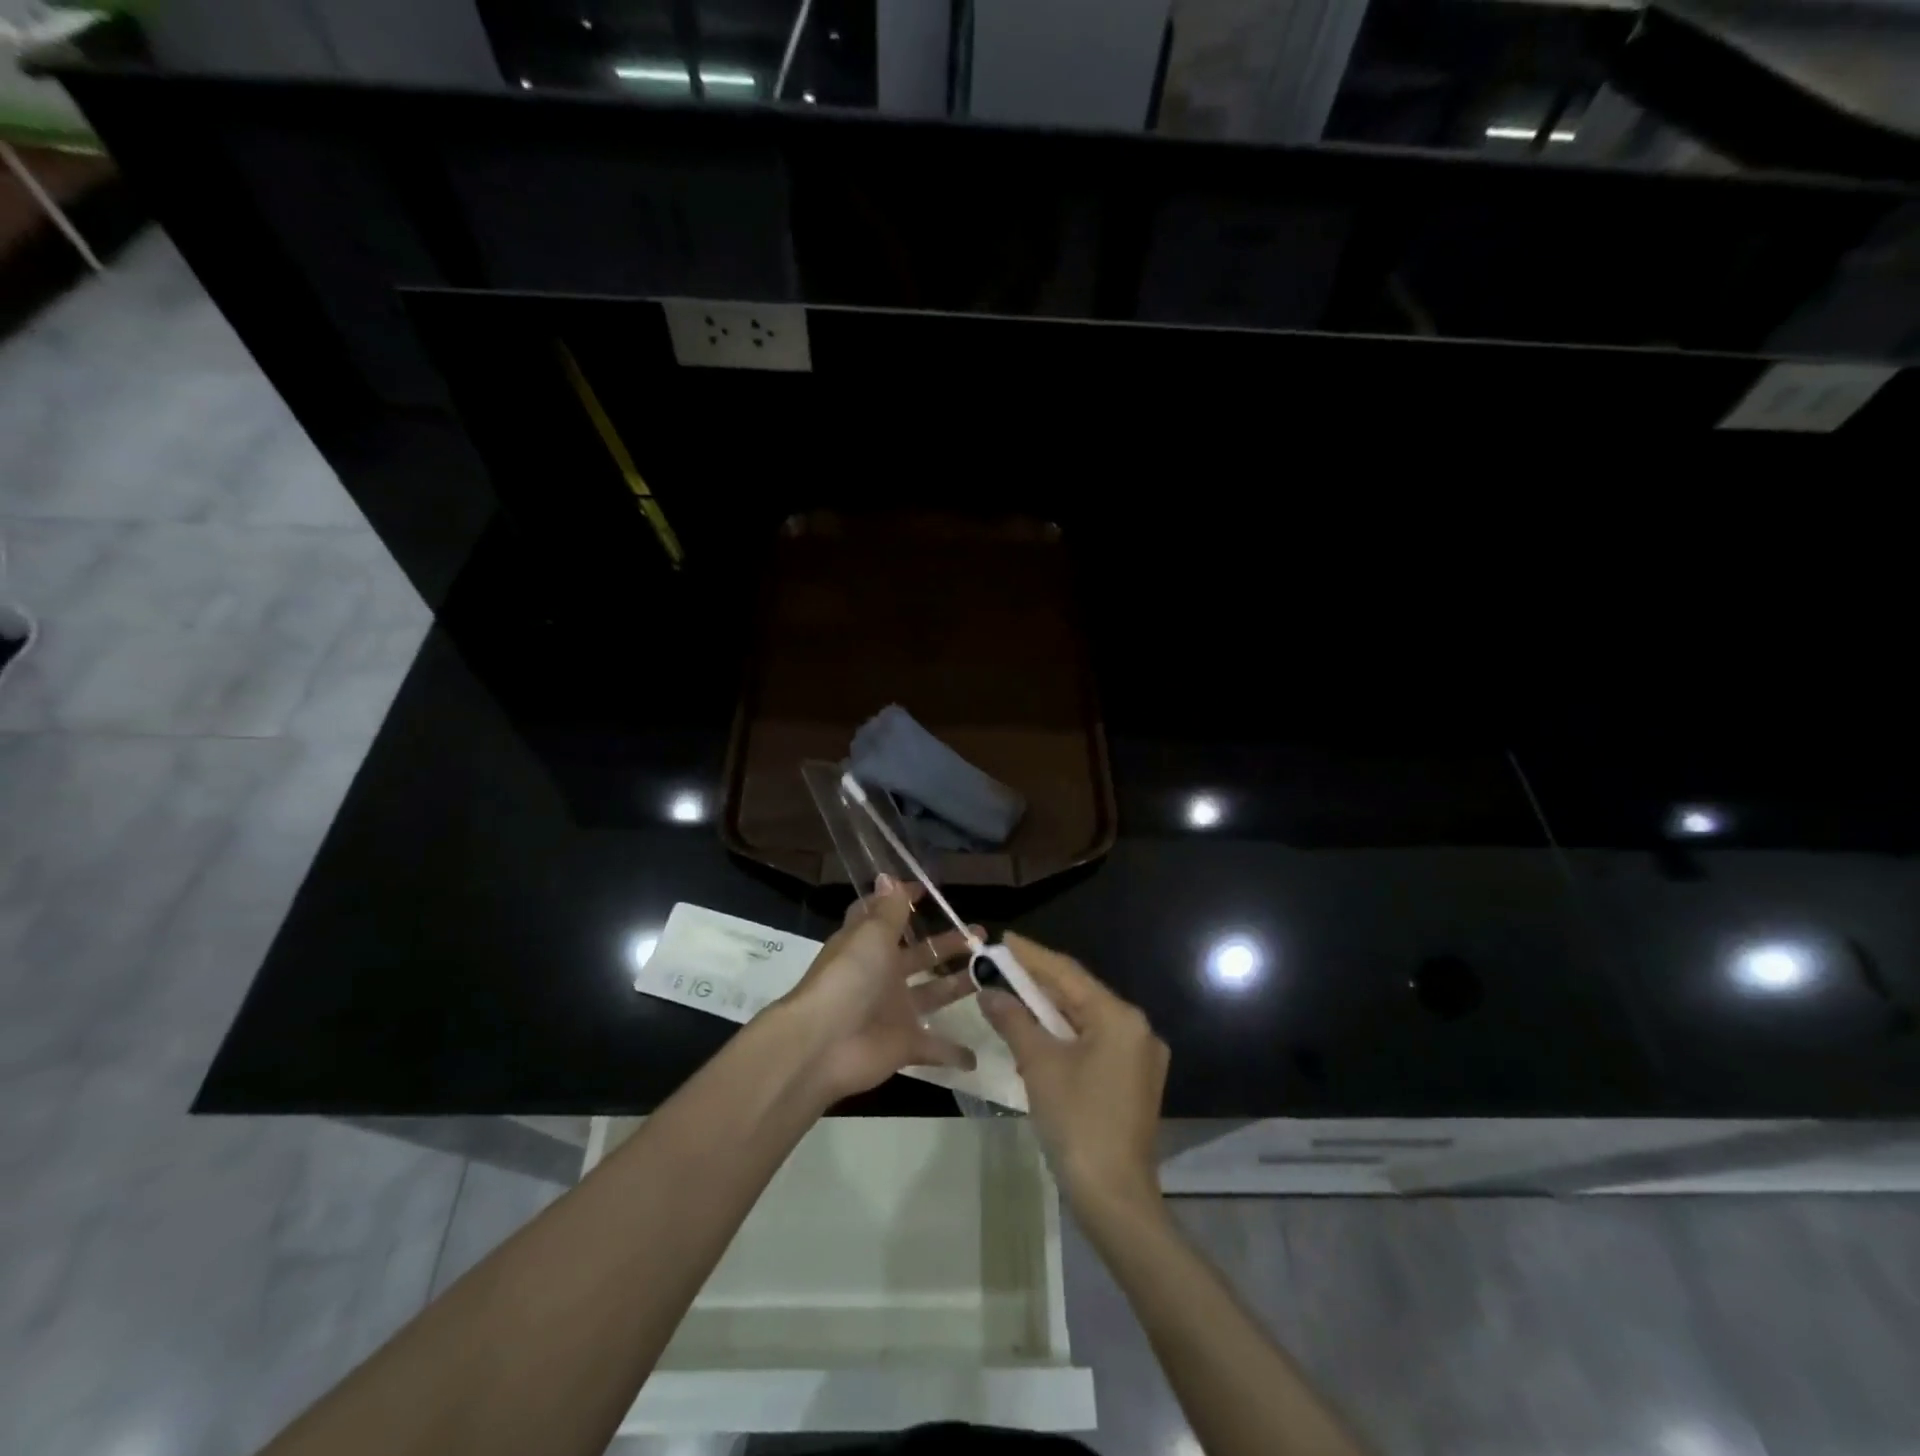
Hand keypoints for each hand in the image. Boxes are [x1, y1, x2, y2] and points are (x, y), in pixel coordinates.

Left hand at [775, 877, 979, 1103]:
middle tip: (980, 935)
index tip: (927, 891)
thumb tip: (887, 875)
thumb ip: (888, 910)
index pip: (884, 917)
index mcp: (869, 945)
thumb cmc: (849, 978)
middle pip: (919, 955)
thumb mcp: (871, 935)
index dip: (902, 903)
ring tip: (990, 974)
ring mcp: (893, 1011)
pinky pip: (934, 1048)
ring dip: (958, 986)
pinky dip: (953, 1052)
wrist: (824, 1044)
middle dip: (948, 945)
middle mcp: (881, 975)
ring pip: (932, 994)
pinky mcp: (904, 1045)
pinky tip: (977, 1054)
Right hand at [978, 932, 1168, 1217]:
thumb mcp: (1039, 1065)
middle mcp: (1137, 1029)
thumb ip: (1014, 1020)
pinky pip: (1094, 1044)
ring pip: (1086, 1020)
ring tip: (1012, 996)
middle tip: (1001, 967)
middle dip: (1038, 983)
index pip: (1068, 973)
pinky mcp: (1134, 1081)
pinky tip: (1037, 1036)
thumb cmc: (1077, 1122)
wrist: (1114, 1198)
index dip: (1032, 956)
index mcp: (1120, 1018)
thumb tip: (989, 992)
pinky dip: (1065, 1037)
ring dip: (1049, 1011)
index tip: (1003, 939)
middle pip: (1080, 994)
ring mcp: (1140, 1058)